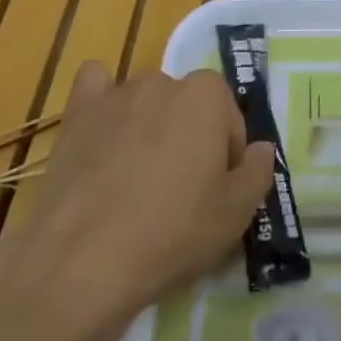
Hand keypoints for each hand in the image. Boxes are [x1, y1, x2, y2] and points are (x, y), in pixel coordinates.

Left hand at [0, 63, 275, 340]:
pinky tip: (101, 130)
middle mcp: (165, 80)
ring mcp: (119, 92)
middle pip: (187, 106)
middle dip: (188, 138)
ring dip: (148, 126)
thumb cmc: (171, 233)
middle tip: (178, 191)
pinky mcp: (79, 111)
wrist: (83, 260)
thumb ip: (257, 172)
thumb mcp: (235, 215)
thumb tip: (261, 148)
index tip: (215, 193)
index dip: (226, 156)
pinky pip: (95, 85)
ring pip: (146, 101)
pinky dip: (102, 100)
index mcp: (207, 95)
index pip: (229, 118)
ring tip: (135, 178)